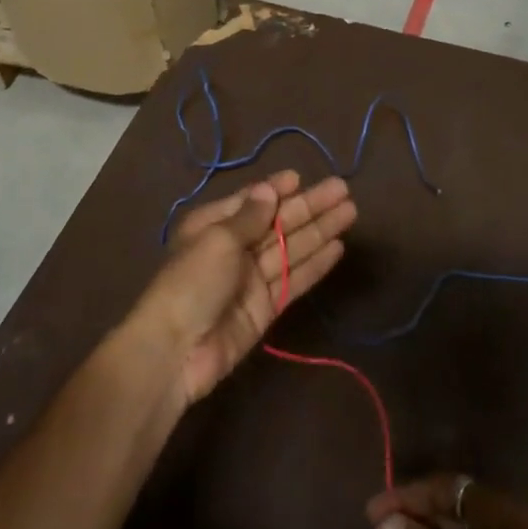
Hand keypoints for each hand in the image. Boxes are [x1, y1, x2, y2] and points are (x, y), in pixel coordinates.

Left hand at [131, 170, 356, 406]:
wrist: (176, 351)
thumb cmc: (192, 282)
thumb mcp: (218, 239)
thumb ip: (250, 216)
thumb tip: (268, 189)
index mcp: (213, 226)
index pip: (251, 202)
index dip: (276, 190)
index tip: (301, 177)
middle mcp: (234, 249)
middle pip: (278, 223)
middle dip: (309, 206)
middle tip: (343, 190)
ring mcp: (251, 279)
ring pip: (292, 248)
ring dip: (320, 230)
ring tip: (351, 212)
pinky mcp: (266, 307)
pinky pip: (294, 280)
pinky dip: (315, 264)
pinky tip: (337, 248)